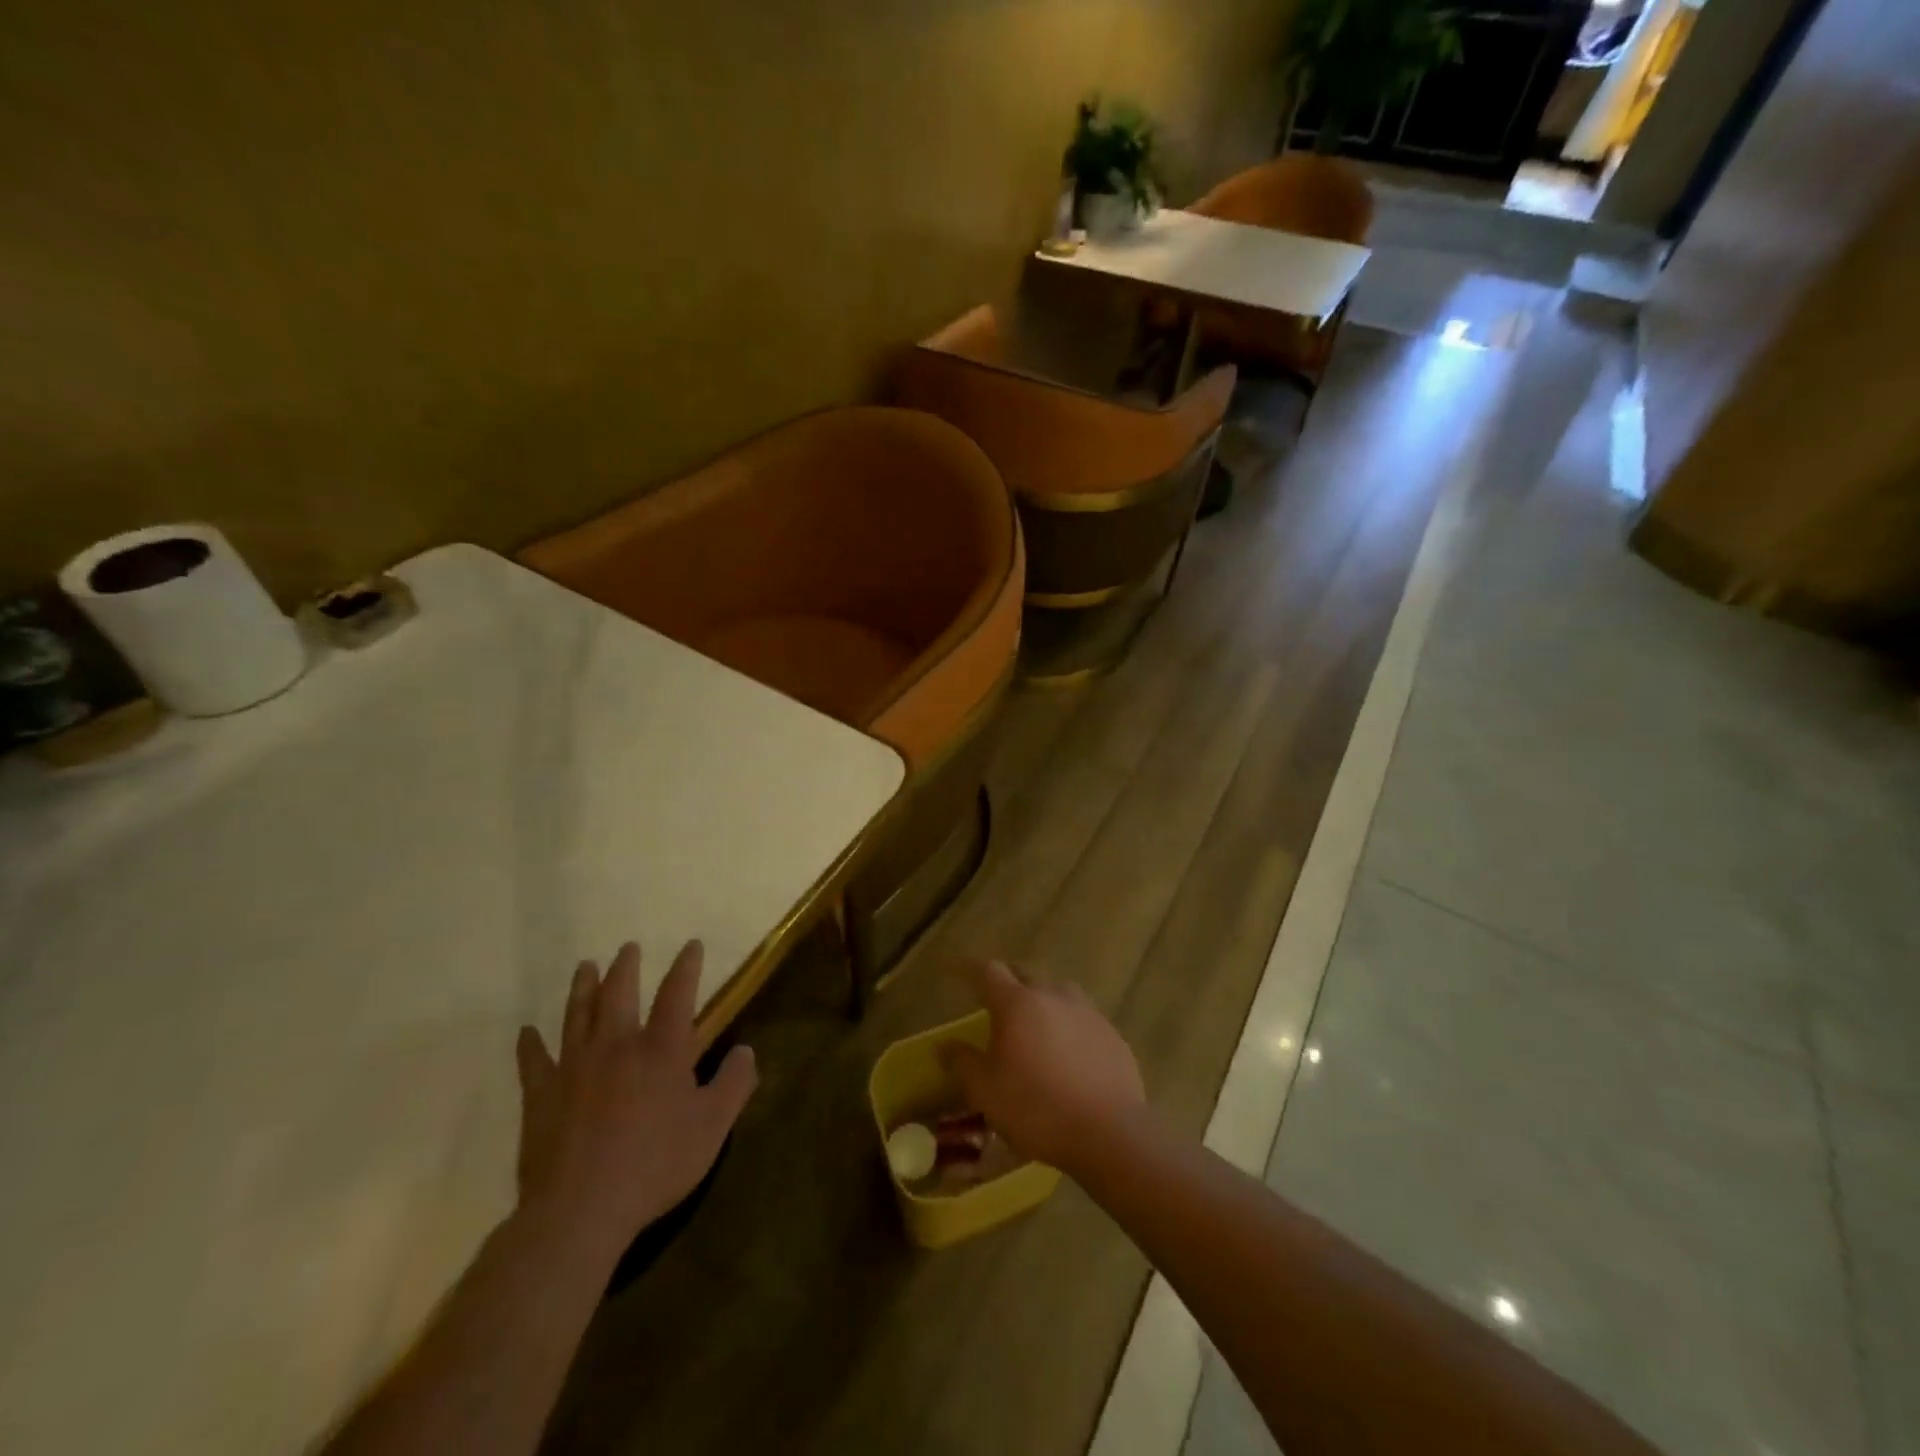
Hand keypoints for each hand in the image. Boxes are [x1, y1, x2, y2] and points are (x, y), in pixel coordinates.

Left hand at [513, 941, 756, 1261]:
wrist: (581, 1210)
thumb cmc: (655, 1164)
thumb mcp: (712, 1126)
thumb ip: (734, 1083)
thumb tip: (747, 1049)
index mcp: (661, 1049)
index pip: (678, 994)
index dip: (686, 966)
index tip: (691, 945)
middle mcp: (616, 1046)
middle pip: (619, 993)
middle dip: (626, 967)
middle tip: (628, 948)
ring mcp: (574, 1067)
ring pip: (577, 1015)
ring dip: (582, 987)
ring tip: (585, 966)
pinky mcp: (541, 1095)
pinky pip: (534, 1062)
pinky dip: (530, 1044)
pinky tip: (526, 1032)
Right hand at [942, 959, 1145, 1173]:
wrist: (1109, 1132)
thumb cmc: (1036, 1108)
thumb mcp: (986, 1092)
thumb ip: (963, 1063)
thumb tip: (945, 1046)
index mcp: (1016, 1003)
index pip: (988, 971)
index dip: (968, 968)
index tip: (955, 967)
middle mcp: (1052, 995)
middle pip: (1024, 975)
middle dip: (1006, 981)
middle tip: (993, 998)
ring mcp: (1086, 1011)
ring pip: (1057, 991)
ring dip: (1040, 998)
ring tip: (1033, 1019)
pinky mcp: (1110, 1032)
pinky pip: (1081, 1016)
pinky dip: (1067, 1022)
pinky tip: (1066, 1048)